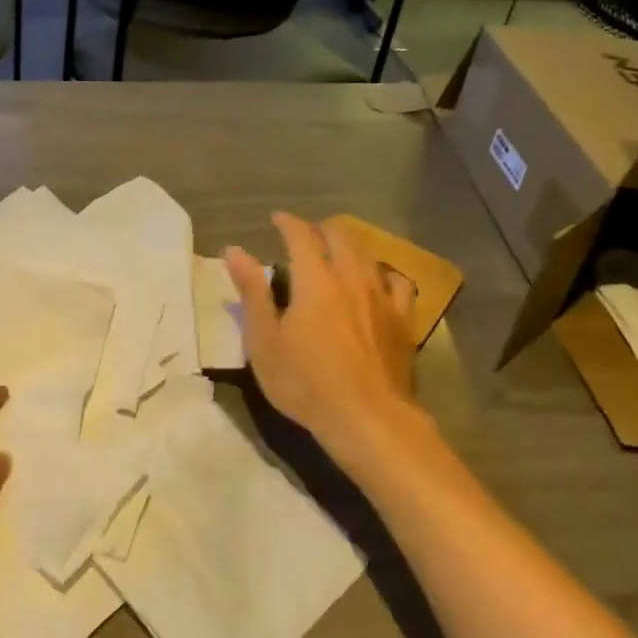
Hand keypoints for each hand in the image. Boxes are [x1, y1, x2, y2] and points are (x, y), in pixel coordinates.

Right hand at [225, 213, 428, 480]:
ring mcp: (382, 297)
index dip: (287, 222)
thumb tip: (234, 250)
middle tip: (305, 235)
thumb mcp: (264, 340)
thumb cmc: (305, 382)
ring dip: (350, 247)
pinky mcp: (403, 320)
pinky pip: (398, 284)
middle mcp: (352, 277)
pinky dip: (383, 275)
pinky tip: (378, 284)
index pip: (300, 234)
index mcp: (315, 278)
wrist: (368, 419)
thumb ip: (252, 291)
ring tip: (338, 253)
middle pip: (340, 236)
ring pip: (369, 255)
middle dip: (320, 228)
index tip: (276, 219)